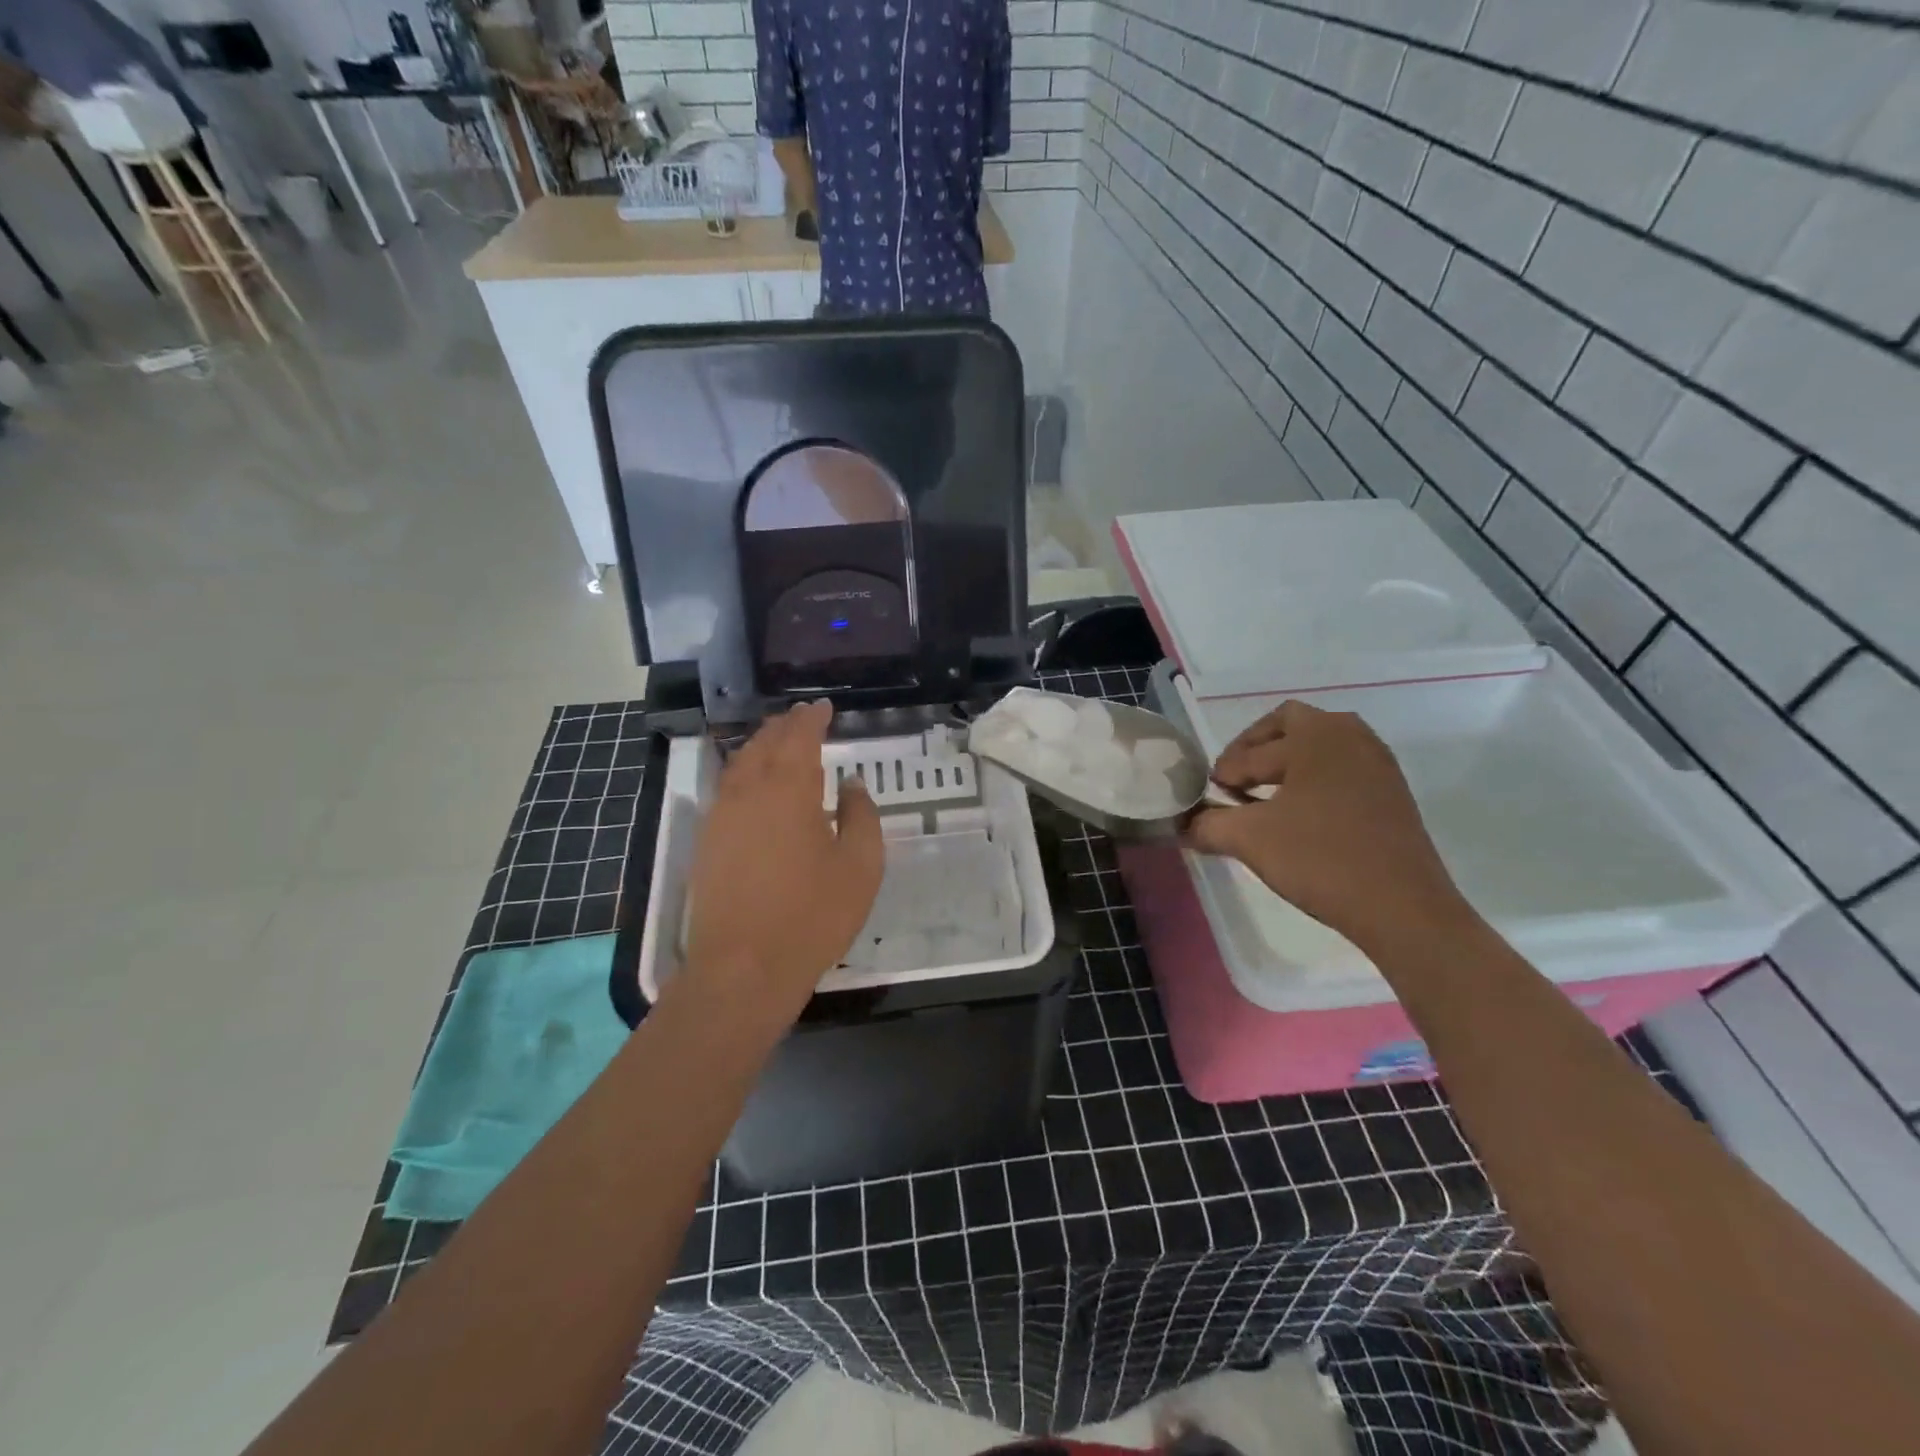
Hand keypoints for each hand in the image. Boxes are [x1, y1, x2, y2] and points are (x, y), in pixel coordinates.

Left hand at [683, 702, 883, 1013]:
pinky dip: (743, 771)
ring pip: (740, 763)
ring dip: (761, 745)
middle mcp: (749, 791)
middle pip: (765, 743)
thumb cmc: (813, 916)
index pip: (799, 737)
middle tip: (803, 716)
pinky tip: (752, 782)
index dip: (812, 718)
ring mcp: (722, 816)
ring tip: (778, 740)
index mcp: (790, 790)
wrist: (743, 968)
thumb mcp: (860, 866)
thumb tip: (850, 784)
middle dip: (785, 726)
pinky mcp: (707, 841)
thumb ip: (861, 816)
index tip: (824, 706)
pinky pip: (726, 788)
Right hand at [1184, 700, 1465, 949]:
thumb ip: (1207, 825)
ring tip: (1265, 799)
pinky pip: (1342, 768)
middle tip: (1235, 782)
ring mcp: (1377, 763)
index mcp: (1314, 735)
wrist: (1402, 908)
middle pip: (1289, 725)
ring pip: (1320, 745)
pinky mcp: (1392, 791)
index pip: (1251, 751)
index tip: (1210, 798)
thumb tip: (1183, 825)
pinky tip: (1301, 816)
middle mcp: (1349, 736)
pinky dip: (1315, 780)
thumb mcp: (1249, 840)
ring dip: (1287, 763)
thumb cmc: (1320, 858)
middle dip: (1255, 749)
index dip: (1224, 774)